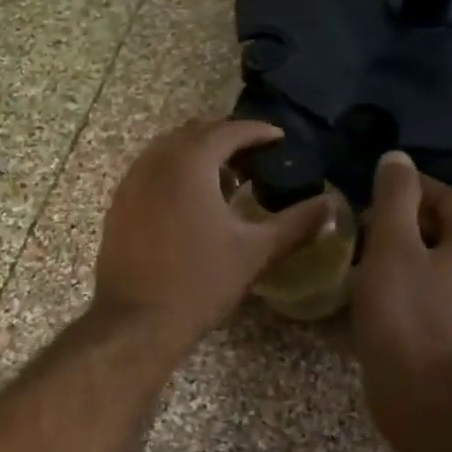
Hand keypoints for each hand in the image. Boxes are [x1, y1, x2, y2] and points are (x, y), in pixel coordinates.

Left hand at [93, 119, 330, 349]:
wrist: (137, 320)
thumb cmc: (200, 281)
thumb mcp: (256, 251)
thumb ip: (297, 223)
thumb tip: (332, 206)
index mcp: (190, 162)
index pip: (228, 130)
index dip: (258, 131)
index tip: (280, 138)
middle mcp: (155, 161)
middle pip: (195, 133)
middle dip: (227, 139)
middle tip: (255, 158)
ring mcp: (131, 182)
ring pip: (168, 150)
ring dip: (198, 155)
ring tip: (227, 179)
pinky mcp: (119, 204)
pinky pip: (150, 171)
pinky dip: (174, 173)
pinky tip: (191, 203)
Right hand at [351, 152, 451, 438]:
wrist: (424, 396)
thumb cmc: (407, 314)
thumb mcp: (393, 245)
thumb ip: (394, 199)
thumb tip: (397, 158)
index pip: (445, 196)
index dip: (408, 187)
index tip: (368, 191)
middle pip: (439, 229)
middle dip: (399, 221)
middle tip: (356, 225)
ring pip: (429, 262)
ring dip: (396, 254)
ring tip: (356, 256)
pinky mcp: (450, 332)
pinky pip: (424, 293)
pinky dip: (399, 284)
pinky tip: (368, 293)